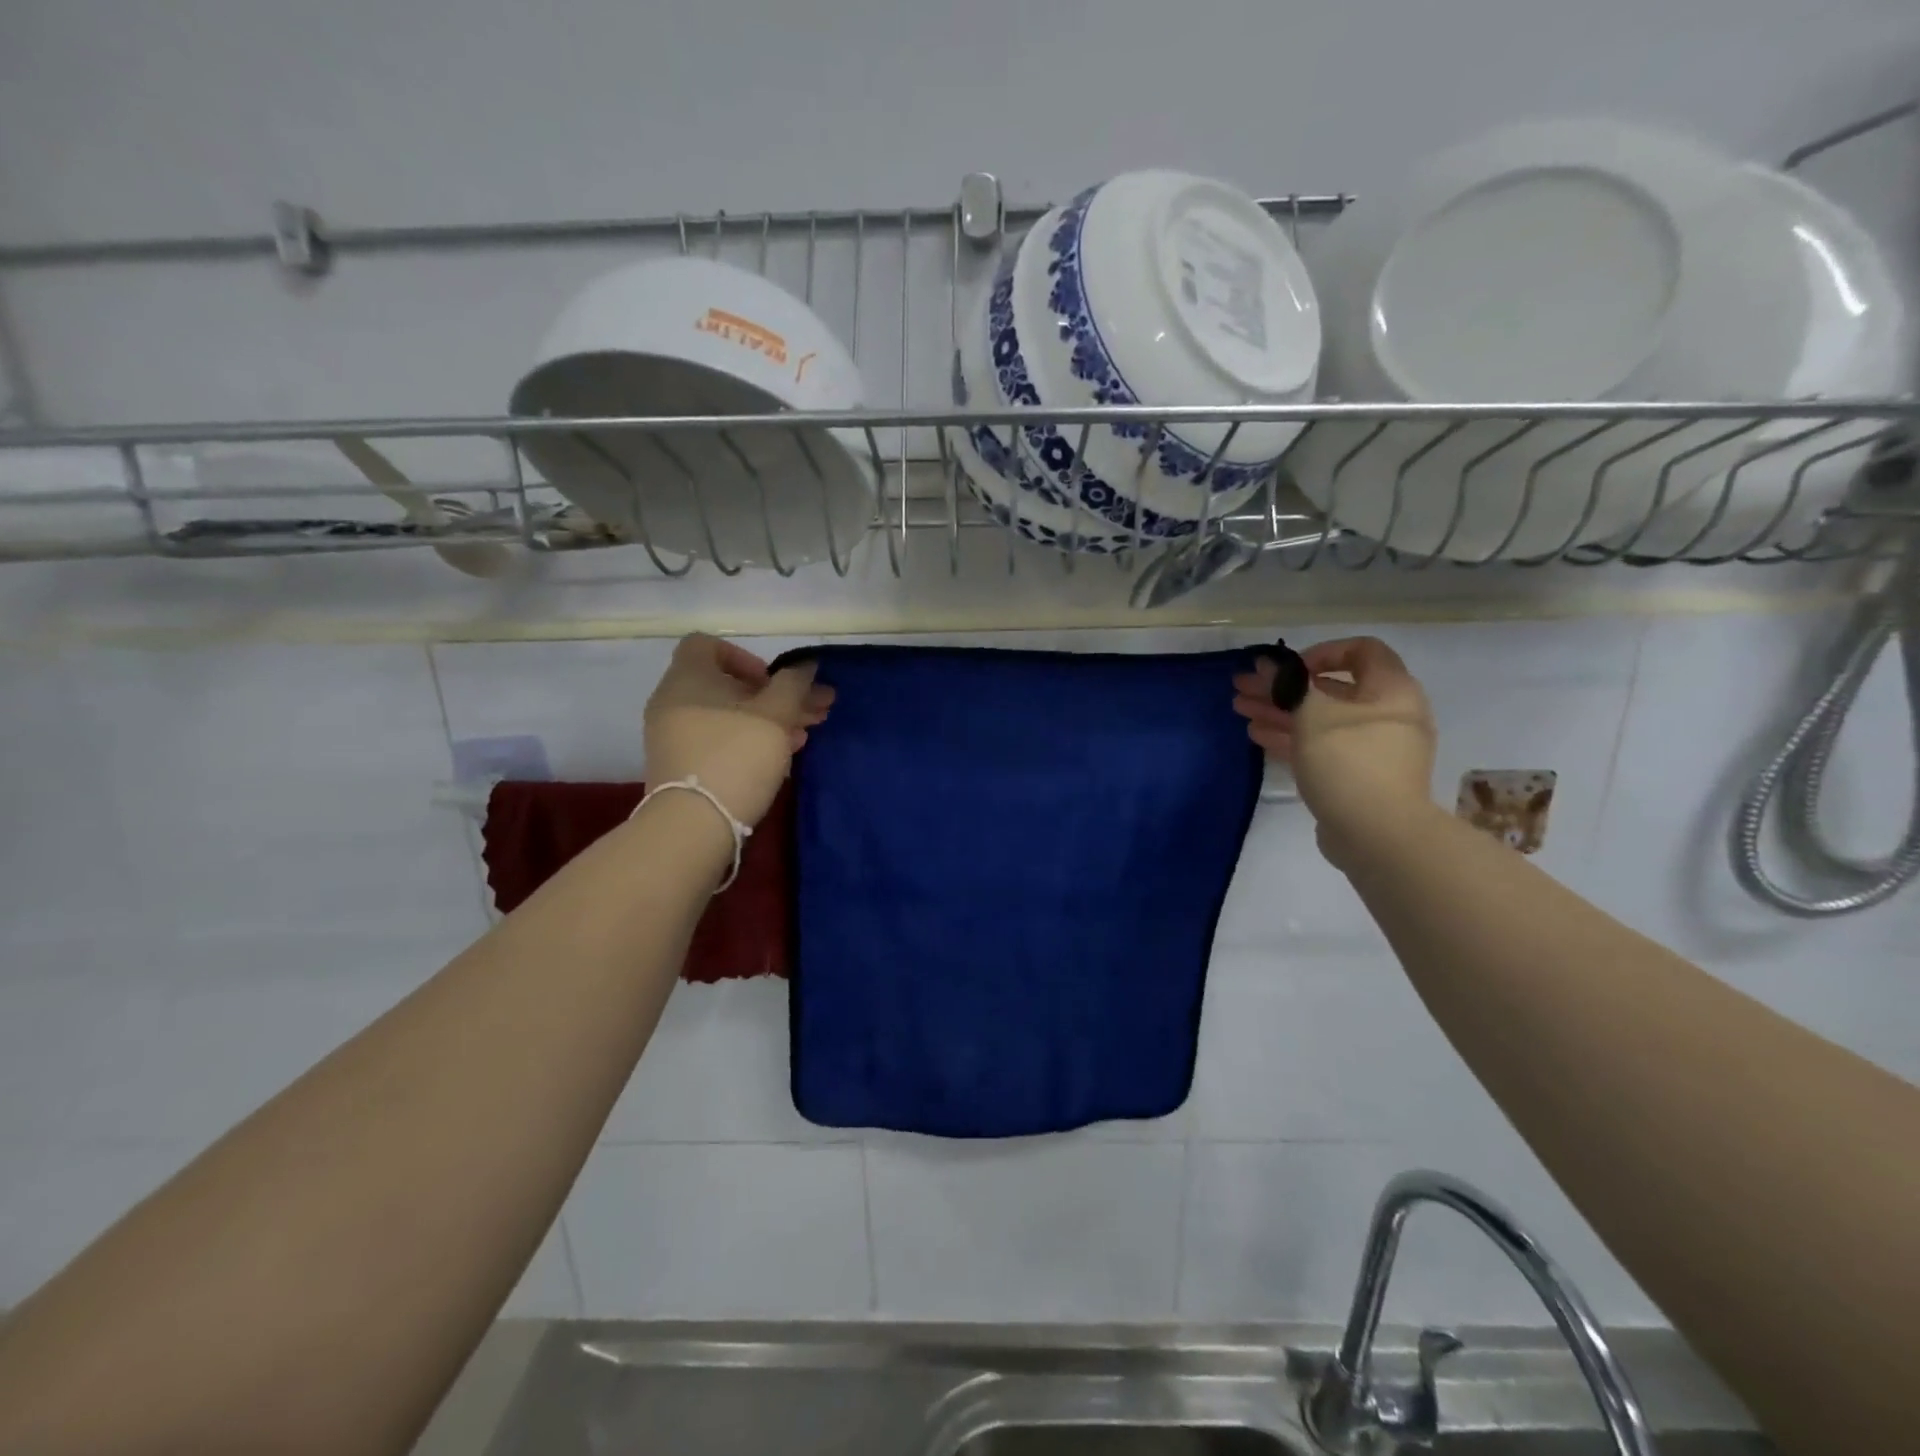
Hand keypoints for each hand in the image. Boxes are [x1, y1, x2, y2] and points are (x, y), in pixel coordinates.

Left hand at [643, 635, 833, 827]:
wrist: (694, 825)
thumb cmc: (736, 755)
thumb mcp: (775, 714)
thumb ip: (793, 684)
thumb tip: (805, 666)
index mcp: (688, 678)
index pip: (707, 645)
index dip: (745, 656)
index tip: (772, 682)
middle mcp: (674, 702)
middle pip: (729, 686)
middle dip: (776, 696)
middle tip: (814, 710)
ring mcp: (674, 738)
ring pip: (729, 717)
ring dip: (770, 720)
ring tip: (806, 736)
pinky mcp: (682, 768)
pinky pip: (719, 742)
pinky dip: (749, 741)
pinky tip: (781, 756)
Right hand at [1233, 636, 1436, 864]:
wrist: (1379, 835)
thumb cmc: (1349, 762)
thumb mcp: (1312, 715)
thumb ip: (1288, 685)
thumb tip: (1269, 665)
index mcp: (1391, 690)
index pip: (1361, 651)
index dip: (1319, 652)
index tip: (1286, 669)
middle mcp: (1388, 715)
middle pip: (1330, 689)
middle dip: (1283, 687)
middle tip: (1243, 688)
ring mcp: (1374, 748)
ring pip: (1321, 720)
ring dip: (1280, 712)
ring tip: (1241, 710)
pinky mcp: (1359, 777)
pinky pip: (1323, 747)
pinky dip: (1292, 738)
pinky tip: (1258, 736)